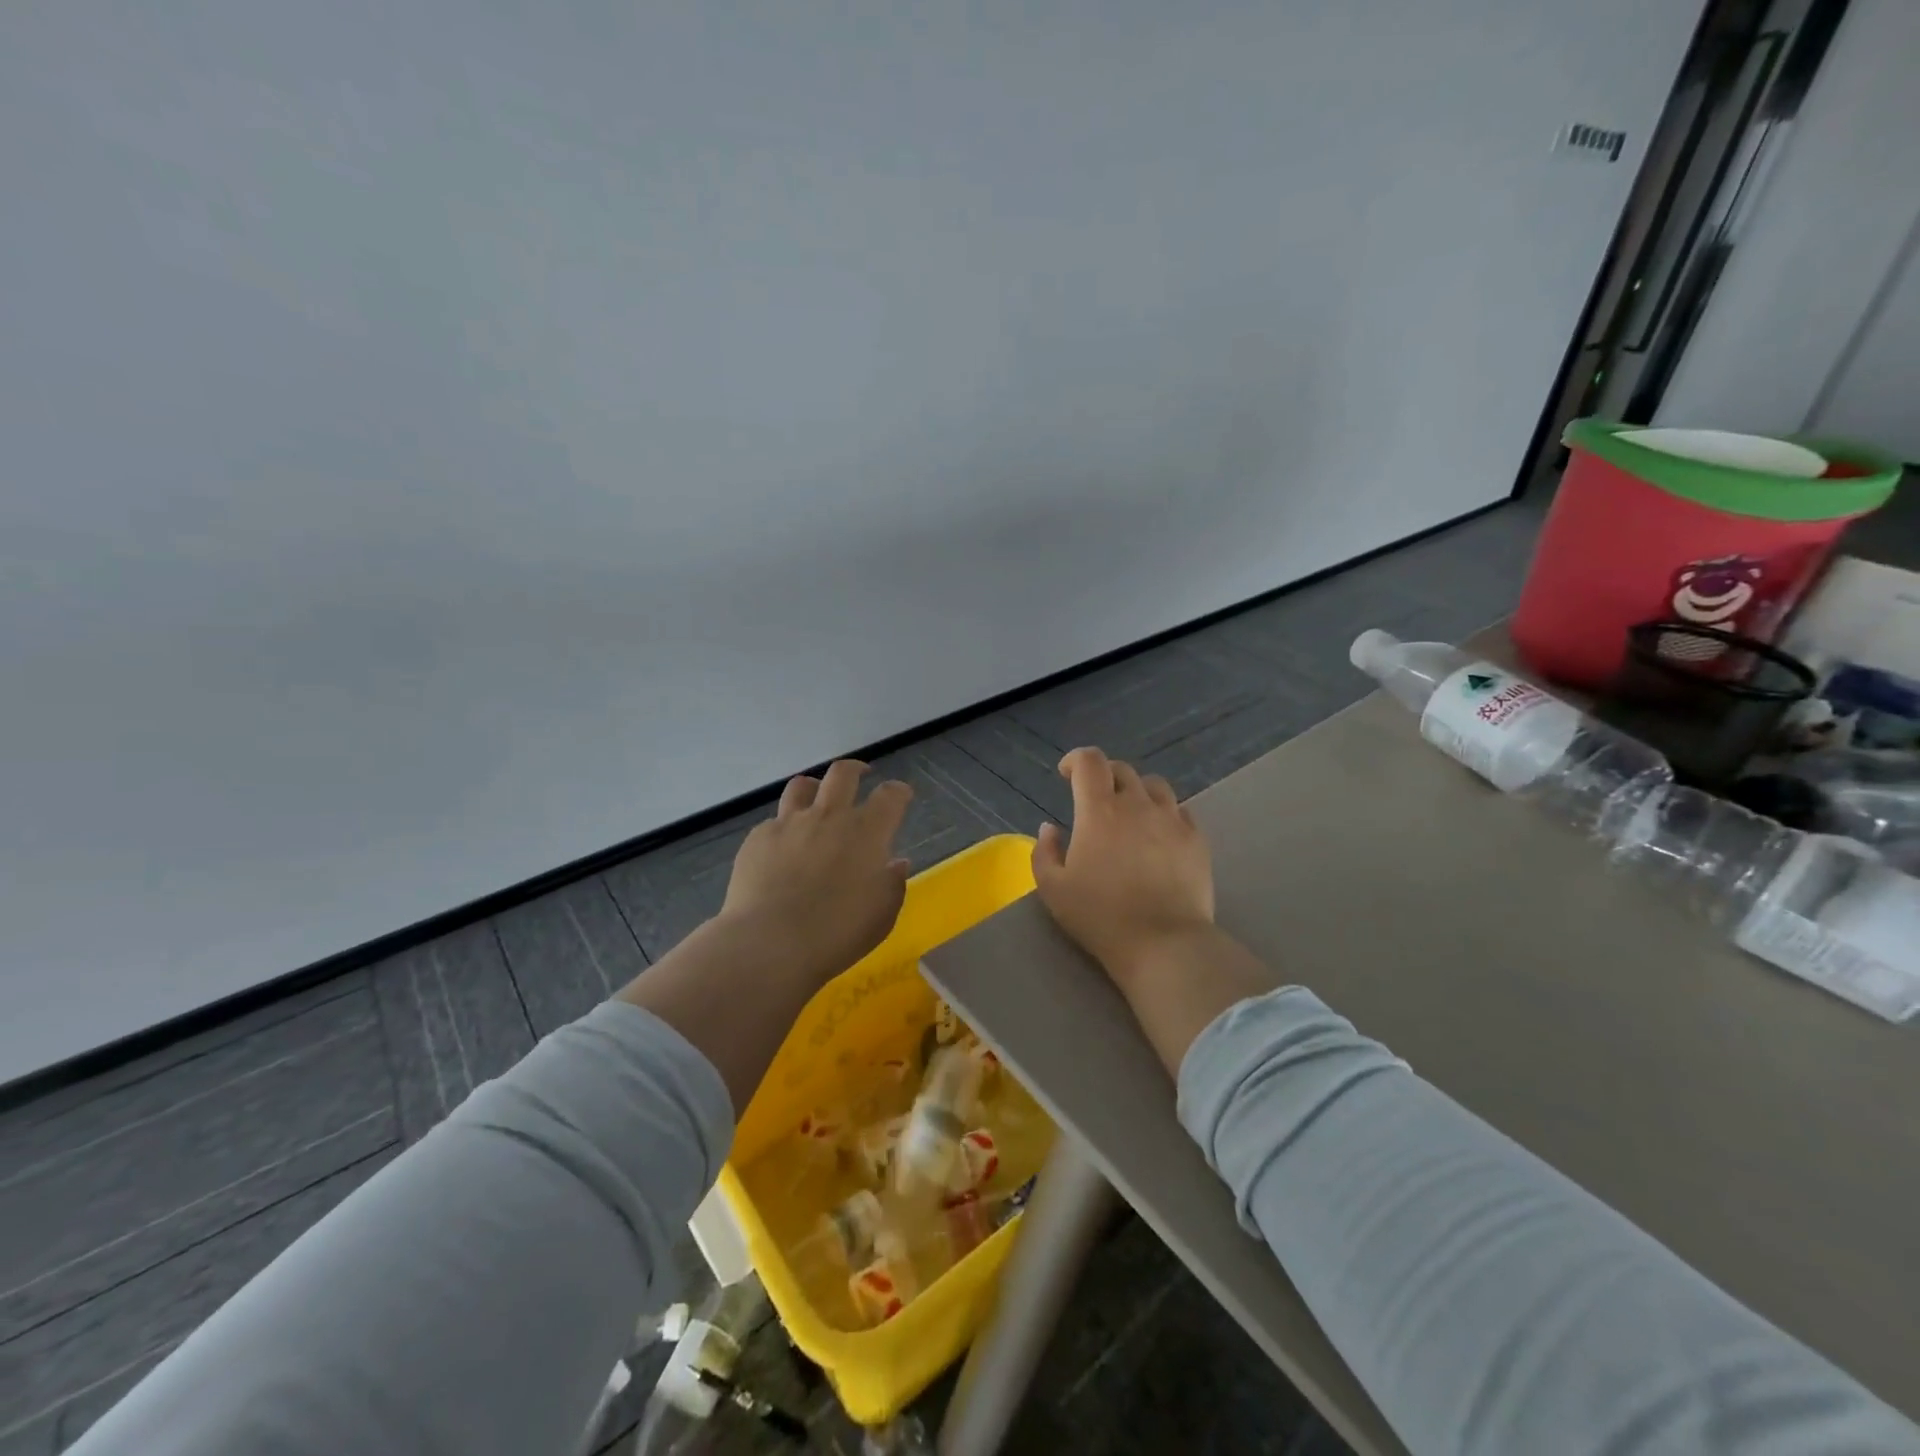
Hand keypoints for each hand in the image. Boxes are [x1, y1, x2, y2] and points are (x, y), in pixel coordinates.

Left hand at [719, 759, 914, 985]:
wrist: (770, 942)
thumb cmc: (837, 934)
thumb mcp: (882, 916)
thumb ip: (893, 884)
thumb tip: (895, 863)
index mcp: (867, 832)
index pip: (890, 795)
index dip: (899, 791)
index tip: (901, 796)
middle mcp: (829, 816)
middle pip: (843, 773)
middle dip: (856, 769)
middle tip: (861, 775)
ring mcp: (790, 823)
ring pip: (802, 786)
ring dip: (815, 787)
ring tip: (817, 798)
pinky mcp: (759, 837)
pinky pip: (775, 822)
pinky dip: (785, 828)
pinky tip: (783, 848)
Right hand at [1031, 747, 1214, 983]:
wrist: (1163, 943)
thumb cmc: (1100, 916)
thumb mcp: (1053, 889)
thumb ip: (1044, 852)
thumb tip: (1050, 828)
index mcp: (1099, 810)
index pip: (1090, 761)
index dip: (1075, 760)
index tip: (1066, 774)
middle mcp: (1137, 804)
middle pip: (1121, 769)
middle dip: (1103, 775)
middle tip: (1094, 798)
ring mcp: (1171, 820)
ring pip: (1154, 785)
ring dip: (1137, 791)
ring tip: (1130, 812)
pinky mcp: (1196, 839)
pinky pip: (1180, 810)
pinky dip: (1164, 813)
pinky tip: (1158, 833)